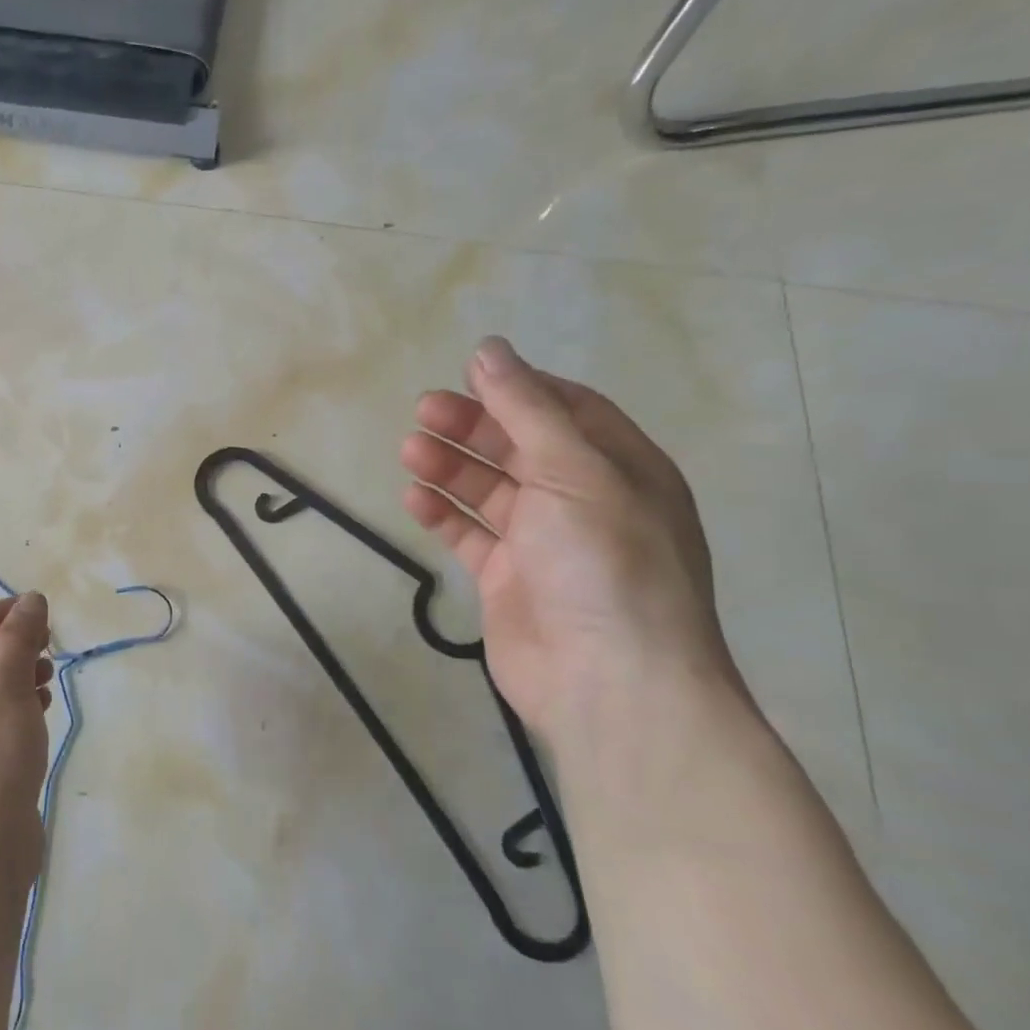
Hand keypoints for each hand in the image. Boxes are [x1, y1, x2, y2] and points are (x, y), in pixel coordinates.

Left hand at [0, 593, 53, 881]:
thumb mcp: (9, 682)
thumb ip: (20, 636)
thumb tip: (30, 599)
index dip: (5, 613)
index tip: (39, 607)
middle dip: (14, 646)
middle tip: (50, 645)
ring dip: (17, 678)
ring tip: (49, 679)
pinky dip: (14, 710)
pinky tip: (39, 715)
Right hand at [399, 337, 739, 747]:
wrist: (607, 680)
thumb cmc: (604, 562)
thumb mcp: (573, 471)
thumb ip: (526, 410)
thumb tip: (489, 350)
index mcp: (620, 469)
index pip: (568, 410)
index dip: (518, 388)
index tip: (468, 374)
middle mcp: (584, 500)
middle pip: (520, 446)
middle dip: (473, 425)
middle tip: (422, 410)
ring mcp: (544, 543)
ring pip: (489, 489)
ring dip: (450, 466)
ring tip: (409, 450)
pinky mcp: (507, 578)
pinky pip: (470, 534)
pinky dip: (442, 514)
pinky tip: (414, 499)